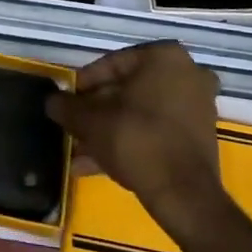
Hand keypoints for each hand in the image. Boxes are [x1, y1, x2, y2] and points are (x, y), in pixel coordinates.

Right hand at [48, 42, 221, 227]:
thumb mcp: (90, 121)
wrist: (183, 194)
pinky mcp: (199, 136)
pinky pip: (155, 130)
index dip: (82, 86)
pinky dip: (130, 142)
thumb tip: (52, 101)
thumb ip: (66, 106)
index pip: (110, 64)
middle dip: (96, 113)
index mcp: (163, 57)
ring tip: (79, 153)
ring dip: (109, 131)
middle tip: (73, 129)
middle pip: (126, 90)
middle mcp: (187, 73)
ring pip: (140, 113)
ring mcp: (197, 106)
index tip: (66, 104)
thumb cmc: (135, 140)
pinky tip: (98, 165)